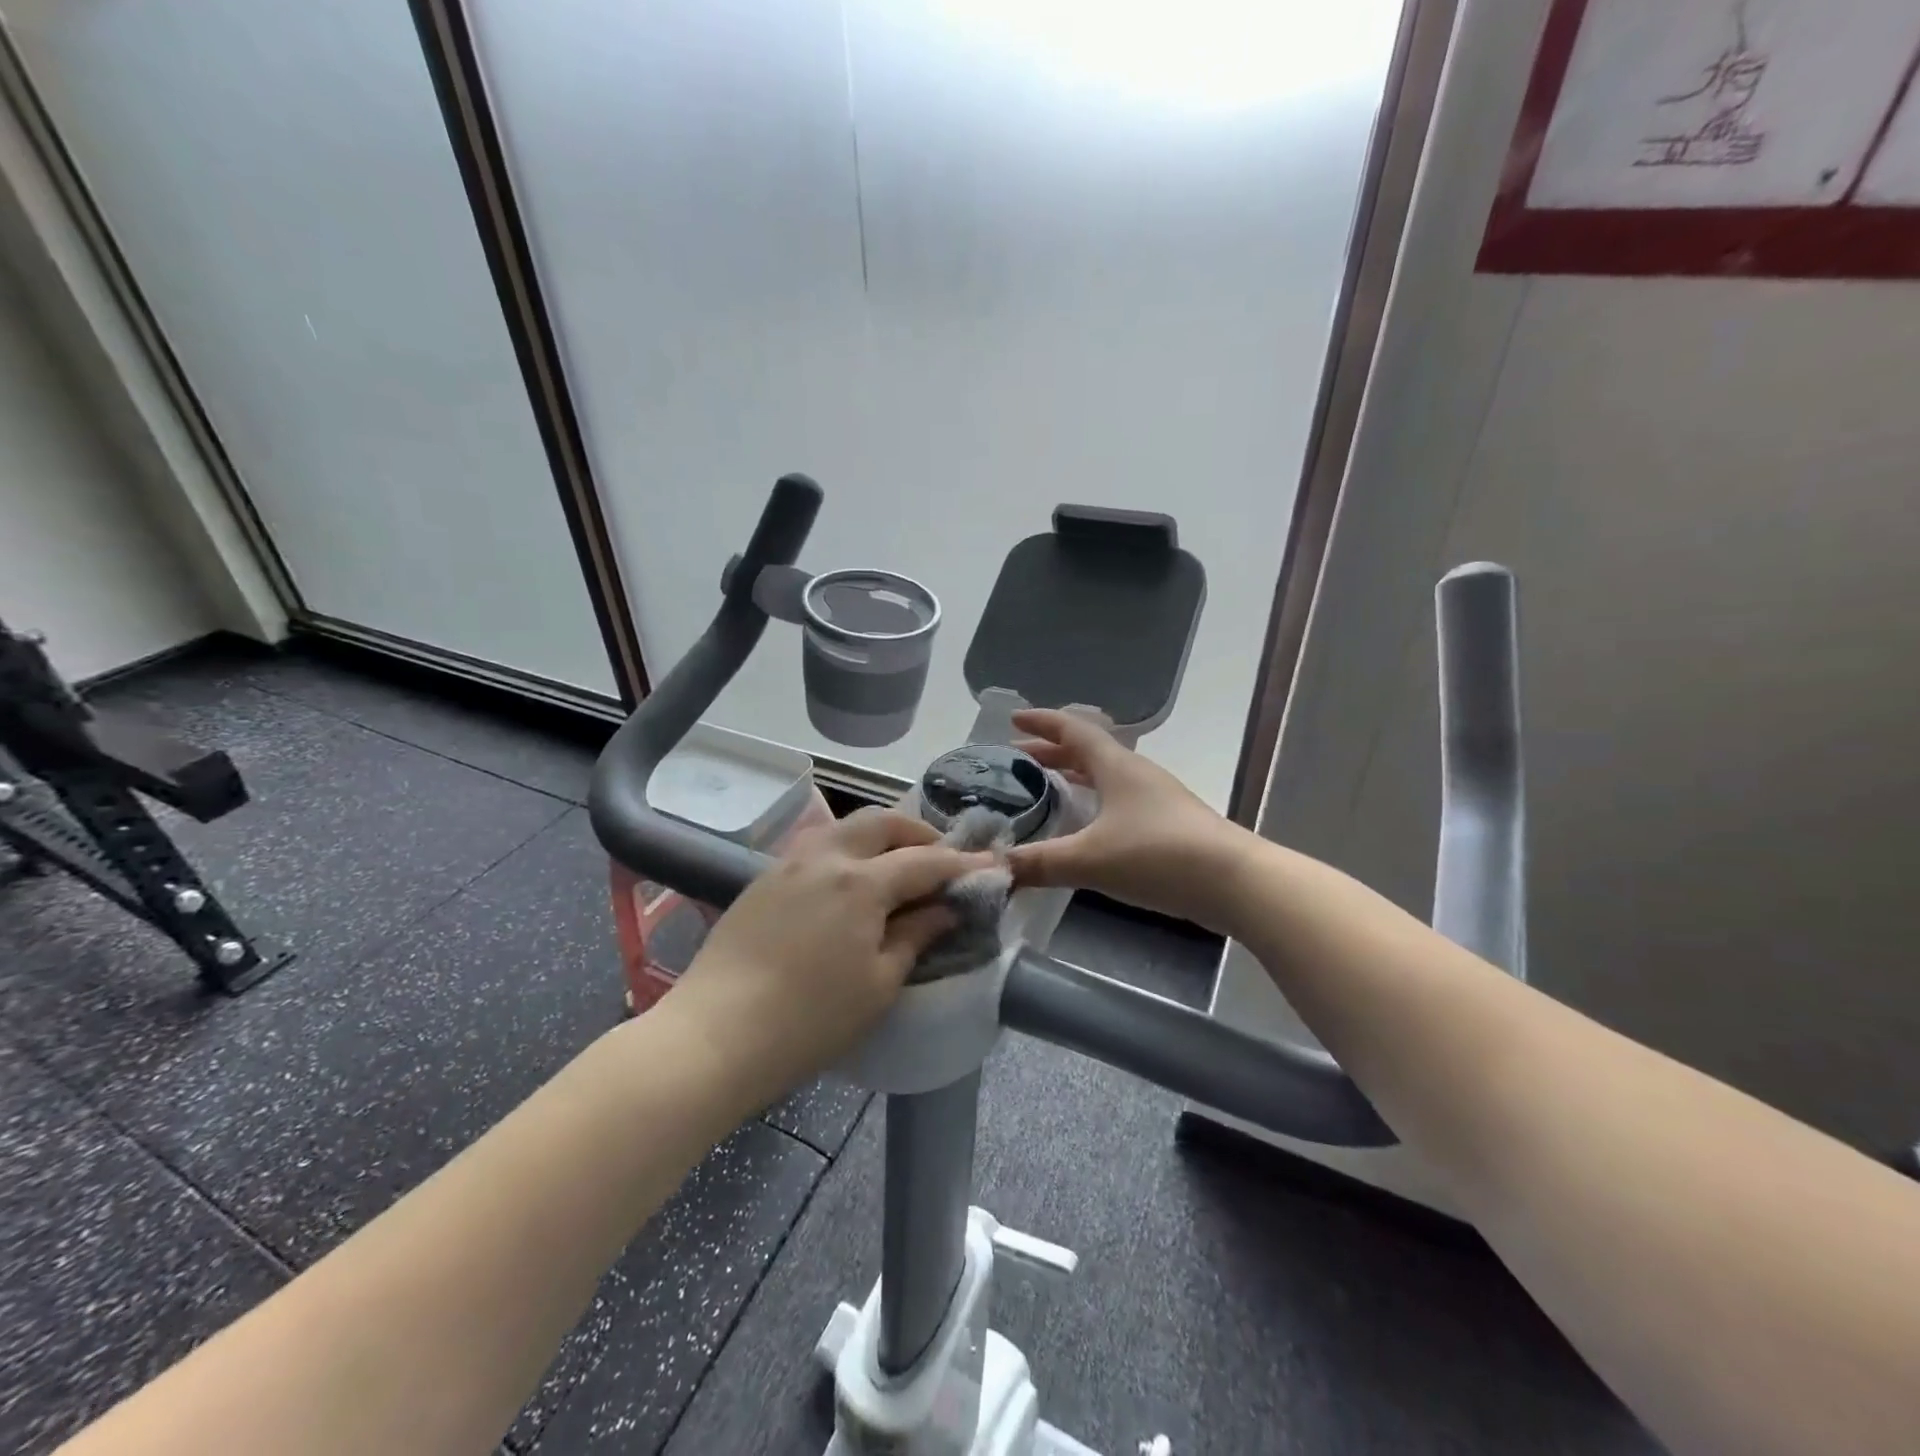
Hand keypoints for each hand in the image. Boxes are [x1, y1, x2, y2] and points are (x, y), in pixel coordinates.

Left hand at [663, 809, 988, 1109]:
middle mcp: (826, 856)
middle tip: (941, 858)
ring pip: (845, 827)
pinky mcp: (763, 879)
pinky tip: (850, 881)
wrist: (715, 1034)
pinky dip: (847, 849)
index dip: (962, 863)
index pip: (925, 860)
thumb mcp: (879, 985)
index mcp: (861, 882)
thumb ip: (916, 937)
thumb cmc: (810, 1019)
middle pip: (882, 822)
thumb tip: (945, 909)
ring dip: (880, 835)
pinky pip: (817, 846)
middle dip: (919, 833)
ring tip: (897, 864)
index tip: (992, 866)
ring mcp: (789, 863)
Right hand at [1007, 709, 1250, 930]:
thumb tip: (990, 869)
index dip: (1042, 722)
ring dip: (1074, 778)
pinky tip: (1085, 829)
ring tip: (1046, 790)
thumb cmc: (1158, 855)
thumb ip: (1037, 863)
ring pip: (1105, 777)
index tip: (1013, 719)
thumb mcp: (1090, 859)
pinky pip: (1118, 802)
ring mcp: (1155, 799)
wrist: (1235, 882)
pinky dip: (1093, 804)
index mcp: (1116, 766)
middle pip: (1088, 752)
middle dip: (1051, 753)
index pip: (1073, 730)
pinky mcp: (1167, 826)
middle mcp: (1136, 774)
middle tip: (1017, 761)